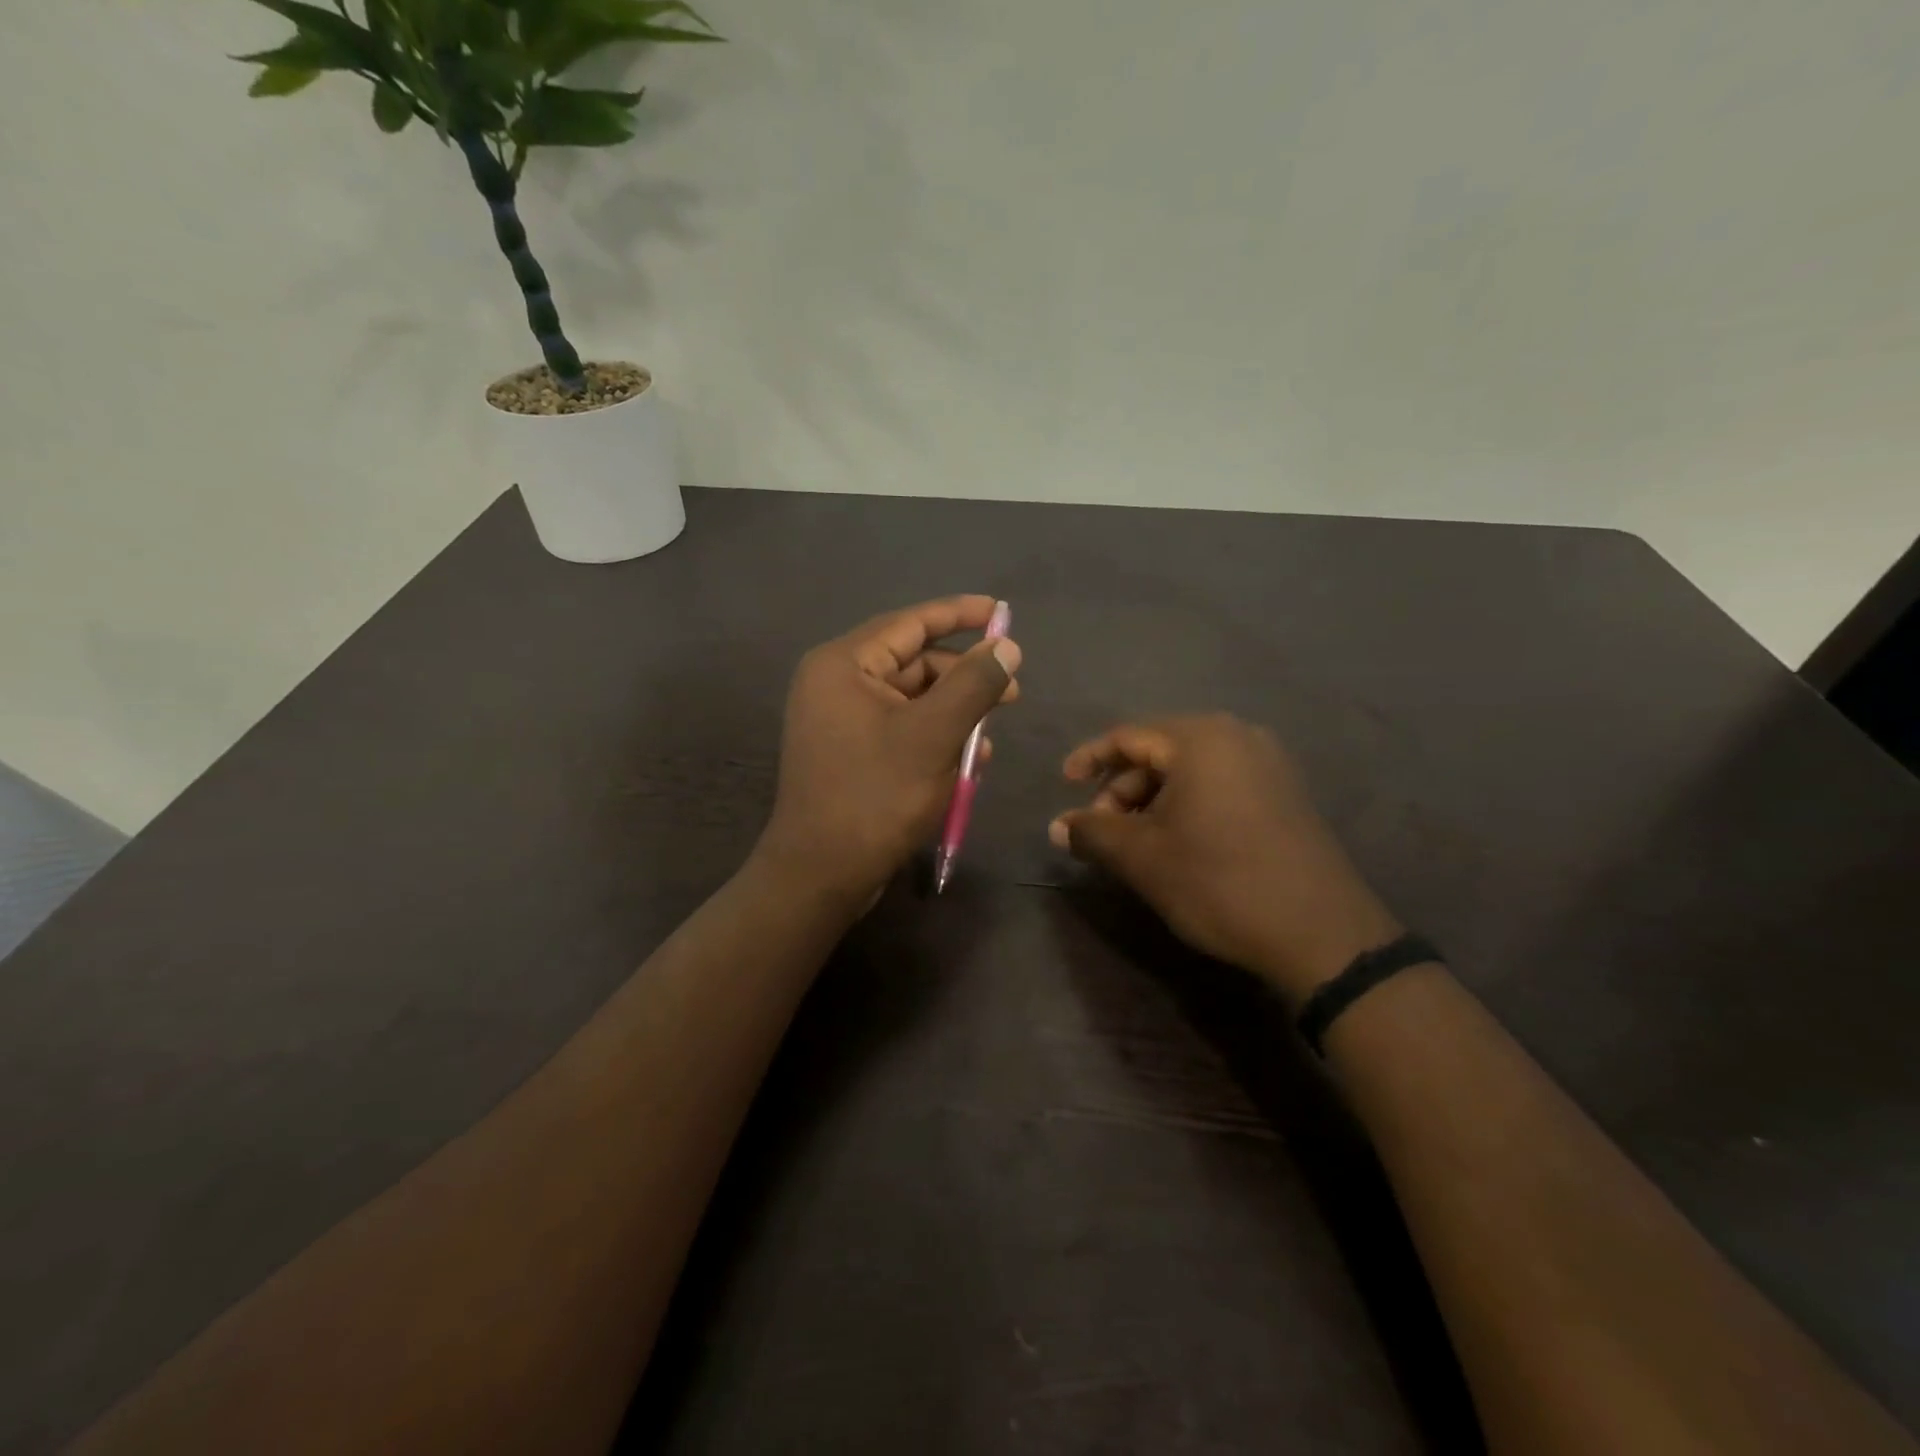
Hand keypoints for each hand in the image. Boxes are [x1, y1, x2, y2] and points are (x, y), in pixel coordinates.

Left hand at [755, 596, 1021, 907]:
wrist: (821, 875)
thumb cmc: (875, 796)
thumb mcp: (934, 735)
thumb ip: (973, 684)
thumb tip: (1006, 646)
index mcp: (843, 665)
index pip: (910, 623)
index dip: (960, 614)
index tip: (1001, 610)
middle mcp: (837, 684)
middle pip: (914, 663)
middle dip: (964, 676)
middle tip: (1013, 691)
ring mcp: (841, 721)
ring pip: (913, 701)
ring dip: (955, 714)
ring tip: (990, 737)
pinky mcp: (851, 753)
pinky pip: (902, 730)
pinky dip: (936, 739)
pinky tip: (970, 762)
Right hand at [1050, 715, 1400, 1002]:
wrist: (1321, 934)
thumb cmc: (1219, 882)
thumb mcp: (1142, 857)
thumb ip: (1092, 832)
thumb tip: (1057, 826)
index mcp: (1201, 739)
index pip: (1128, 736)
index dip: (1089, 759)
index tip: (1064, 785)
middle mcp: (1237, 737)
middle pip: (1159, 751)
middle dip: (1122, 789)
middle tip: (1101, 830)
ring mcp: (1268, 764)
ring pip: (1190, 770)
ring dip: (1152, 800)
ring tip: (1136, 843)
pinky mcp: (1285, 793)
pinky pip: (1220, 784)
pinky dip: (1187, 805)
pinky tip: (1177, 842)